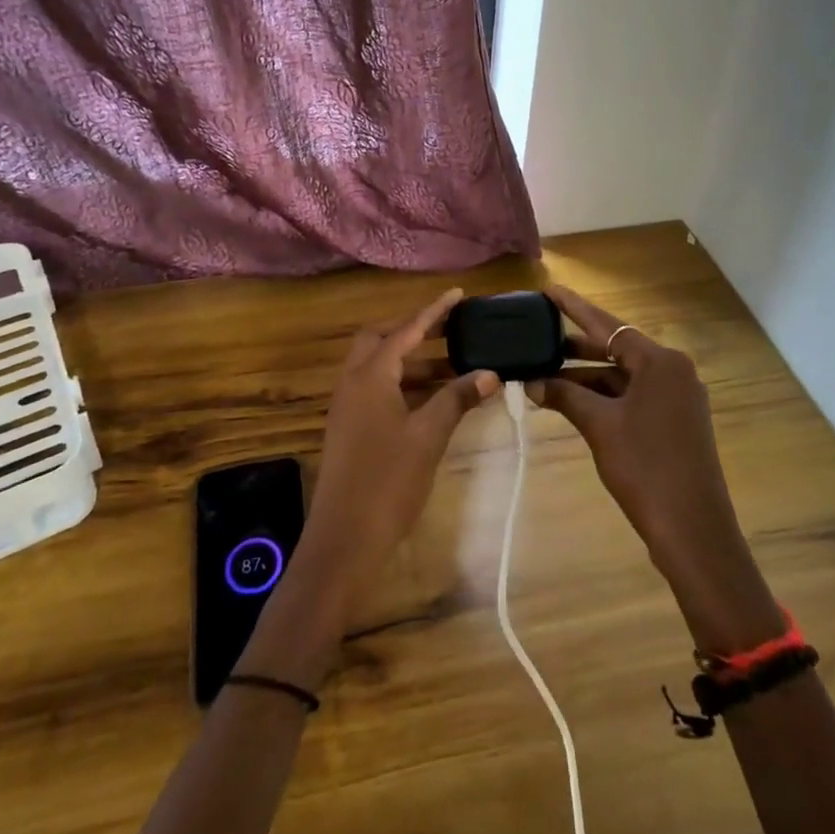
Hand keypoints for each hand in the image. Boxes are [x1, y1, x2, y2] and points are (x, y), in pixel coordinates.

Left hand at [299, 288, 500, 612]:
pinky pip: (375, 389)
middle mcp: (352, 382)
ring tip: (452, 366)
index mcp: (370, 375)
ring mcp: (346, 406)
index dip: (433, 311)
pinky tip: (430, 399)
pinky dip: (402, 384)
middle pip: (380, 340)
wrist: (344, 539)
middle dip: (413, 331)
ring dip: (410, 361)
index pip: (405, 329)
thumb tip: (490, 372)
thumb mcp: (429, 436)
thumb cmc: (388, 481)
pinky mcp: (348, 428)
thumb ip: (457, 399)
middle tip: (449, 331)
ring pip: (377, 367)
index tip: (458, 294)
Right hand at [532, 285, 784, 650]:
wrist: (693, 529)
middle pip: (616, 349)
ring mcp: (677, 397)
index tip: (549, 290)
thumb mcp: (599, 426)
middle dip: (575, 349)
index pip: (608, 325)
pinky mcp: (675, 421)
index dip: (575, 308)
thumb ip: (565, 395)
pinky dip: (604, 397)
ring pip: (622, 376)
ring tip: (543, 377)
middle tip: (537, 339)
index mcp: (660, 362)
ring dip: (586, 378)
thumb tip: (531, 382)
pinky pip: (633, 396)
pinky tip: (572, 402)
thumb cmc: (645, 467)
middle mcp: (673, 371)